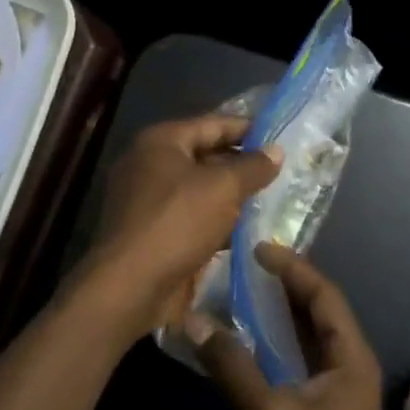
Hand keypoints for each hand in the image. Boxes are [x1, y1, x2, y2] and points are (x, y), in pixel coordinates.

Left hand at [66, 113, 280, 345]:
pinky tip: (244, 230)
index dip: (247, 128)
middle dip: (241, 164)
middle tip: (280, 170)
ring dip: (230, 195)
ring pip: (198, 188)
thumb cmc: (177, 222)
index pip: (212, 123)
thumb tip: (276, 150)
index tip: (279, 137)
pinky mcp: (150, 231)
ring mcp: (146, 199)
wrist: (130, 286)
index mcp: (161, 141)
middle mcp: (148, 163)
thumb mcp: (223, 188)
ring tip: (270, 199)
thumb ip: (252, 166)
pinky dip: (215, 220)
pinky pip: (190, 216)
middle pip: (204, 155)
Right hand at [188, 245, 384, 409]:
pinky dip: (272, 345)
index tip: (259, 248)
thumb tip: (195, 320)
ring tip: (241, 290)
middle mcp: (347, 366)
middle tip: (246, 264)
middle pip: (317, 312)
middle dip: (285, 286)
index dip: (294, 268)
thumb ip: (233, 366)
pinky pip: (295, 362)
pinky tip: (244, 340)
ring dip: (277, 315)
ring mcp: (333, 392)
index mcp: (351, 357)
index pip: (324, 295)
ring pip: (305, 337)